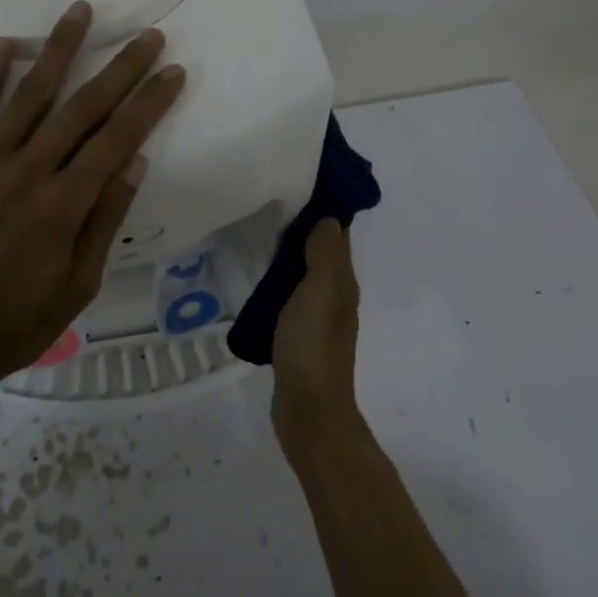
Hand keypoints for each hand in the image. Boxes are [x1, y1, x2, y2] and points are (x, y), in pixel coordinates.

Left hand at [0, 0, 186, 408]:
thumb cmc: (15, 323)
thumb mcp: (77, 286)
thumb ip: (104, 219)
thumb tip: (134, 160)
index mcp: (62, 205)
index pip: (117, 139)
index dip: (149, 102)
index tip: (172, 71)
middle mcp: (24, 173)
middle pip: (80, 108)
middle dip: (119, 68)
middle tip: (146, 34)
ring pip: (26, 96)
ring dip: (56, 51)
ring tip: (78, 11)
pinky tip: (5, 46)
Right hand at [271, 219, 365, 463]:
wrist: (308, 412)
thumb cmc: (312, 347)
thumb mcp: (319, 294)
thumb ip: (323, 256)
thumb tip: (329, 219)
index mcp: (342, 284)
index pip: (337, 237)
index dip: (323, 211)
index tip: (299, 184)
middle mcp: (334, 297)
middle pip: (321, 254)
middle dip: (302, 229)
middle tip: (269, 203)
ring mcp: (316, 319)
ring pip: (304, 275)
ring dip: (287, 256)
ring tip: (257, 234)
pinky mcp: (297, 336)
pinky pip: (289, 298)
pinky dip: (277, 282)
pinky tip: (255, 279)